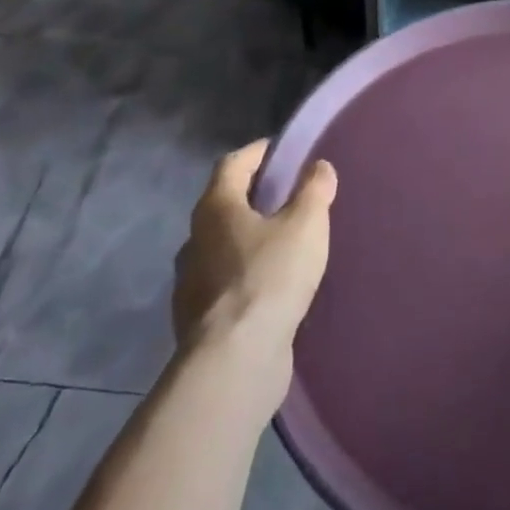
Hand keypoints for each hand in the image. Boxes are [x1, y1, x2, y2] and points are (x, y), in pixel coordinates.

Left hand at [173, 140, 336, 365]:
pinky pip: (224, 282)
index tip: (282, 150)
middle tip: (289, 195)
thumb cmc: (270, 277)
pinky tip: (270, 286)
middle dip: (254, 197)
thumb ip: (314, 190)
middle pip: (224, 205)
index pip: (232, 164)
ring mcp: (191, 282)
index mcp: (215, 208)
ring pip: (222, 246)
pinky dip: (245, 275)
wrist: (235, 360)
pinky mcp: (198, 319)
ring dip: (248, 239)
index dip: (258, 152)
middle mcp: (194, 239)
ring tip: (283, 243)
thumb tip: (318, 166)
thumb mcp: (306, 225)